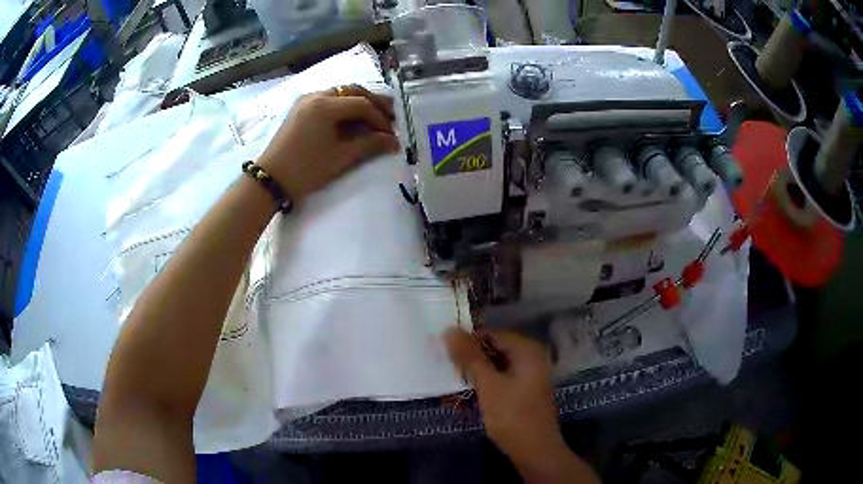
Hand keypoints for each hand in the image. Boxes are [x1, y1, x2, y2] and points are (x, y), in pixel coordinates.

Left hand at [257, 84, 399, 201]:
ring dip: (360, 102)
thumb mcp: (341, 157)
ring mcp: (306, 100)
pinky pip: (328, 100)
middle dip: (374, 103)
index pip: (362, 104)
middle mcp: (316, 95)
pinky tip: (353, 118)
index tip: (392, 133)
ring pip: (340, 93)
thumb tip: (394, 142)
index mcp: (325, 105)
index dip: (380, 118)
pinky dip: (344, 106)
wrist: (270, 179)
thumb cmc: (306, 169)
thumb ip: (370, 145)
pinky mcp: (300, 108)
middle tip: (391, 116)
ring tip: (375, 117)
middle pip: (352, 91)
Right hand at [445, 329, 599, 482]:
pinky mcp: (523, 391)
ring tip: (450, 385)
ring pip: (494, 367)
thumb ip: (470, 358)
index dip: (467, 341)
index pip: (491, 334)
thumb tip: (450, 330)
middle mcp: (531, 358)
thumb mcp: (488, 386)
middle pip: (493, 350)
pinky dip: (483, 386)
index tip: (442, 350)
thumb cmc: (513, 416)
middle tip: (443, 369)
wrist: (535, 451)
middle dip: (469, 360)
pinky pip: (499, 380)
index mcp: (527, 351)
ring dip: (473, 375)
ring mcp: (528, 376)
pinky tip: (464, 397)